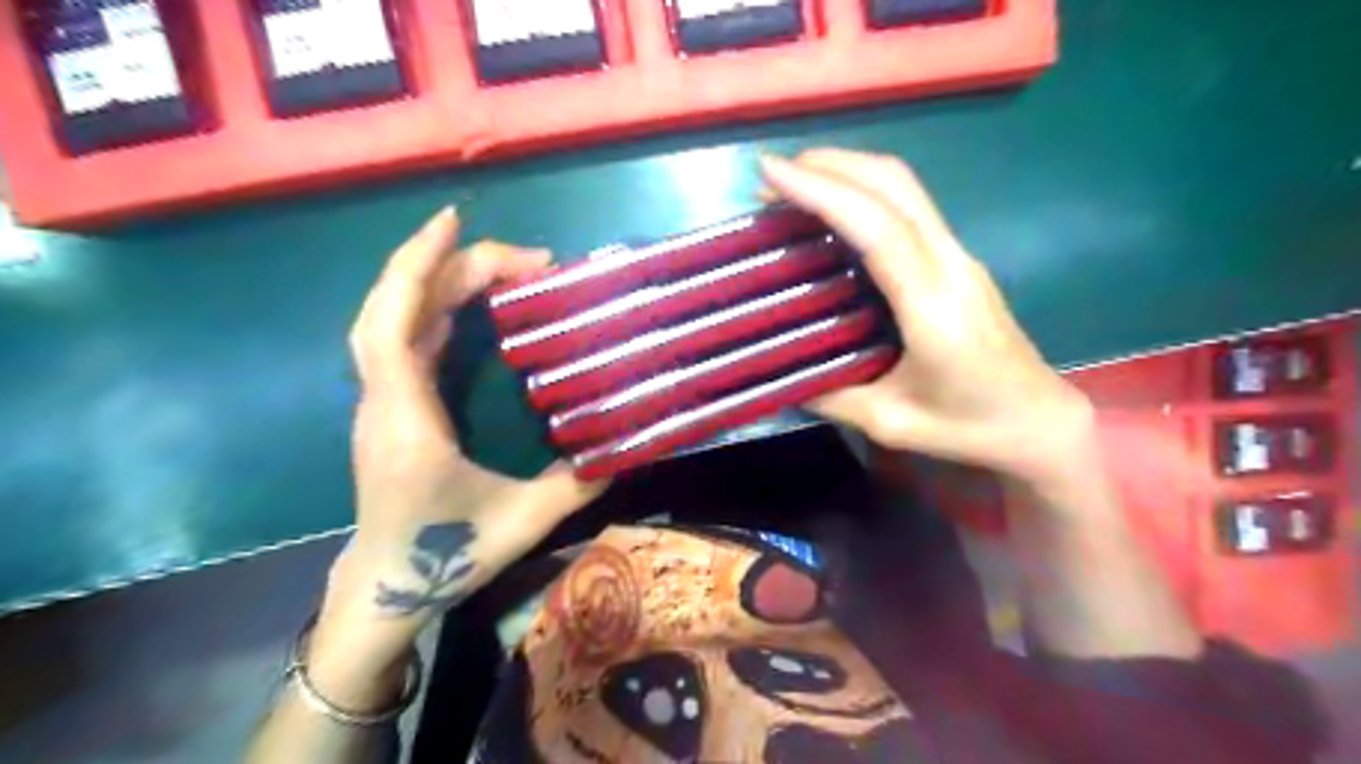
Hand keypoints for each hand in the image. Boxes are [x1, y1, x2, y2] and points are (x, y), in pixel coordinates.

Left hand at [317, 210, 602, 680]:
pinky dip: (432, 308)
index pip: (394, 325)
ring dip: (440, 282)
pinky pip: (402, 340)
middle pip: (395, 310)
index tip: (455, 223)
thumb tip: (625, 449)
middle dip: (452, 267)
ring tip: (499, 266)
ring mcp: (381, 403)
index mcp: (407, 420)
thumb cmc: (445, 557)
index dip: (417, 266)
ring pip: (393, 321)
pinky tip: (468, 303)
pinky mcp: (391, 408)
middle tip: (526, 260)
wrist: (385, 589)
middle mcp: (384, 400)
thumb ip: (577, 487)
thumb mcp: (523, 523)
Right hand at [762, 147, 1099, 481]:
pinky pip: (908, 207)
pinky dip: (864, 191)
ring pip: (905, 186)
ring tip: (794, 184)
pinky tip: (833, 212)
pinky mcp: (956, 259)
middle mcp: (949, 264)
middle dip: (830, 165)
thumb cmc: (970, 426)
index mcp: (932, 305)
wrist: (1040, 420)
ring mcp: (958, 256)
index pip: (876, 227)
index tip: (770, 172)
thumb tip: (777, 374)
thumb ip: (831, 396)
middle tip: (771, 174)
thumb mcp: (891, 423)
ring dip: (848, 171)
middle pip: (895, 184)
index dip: (822, 192)